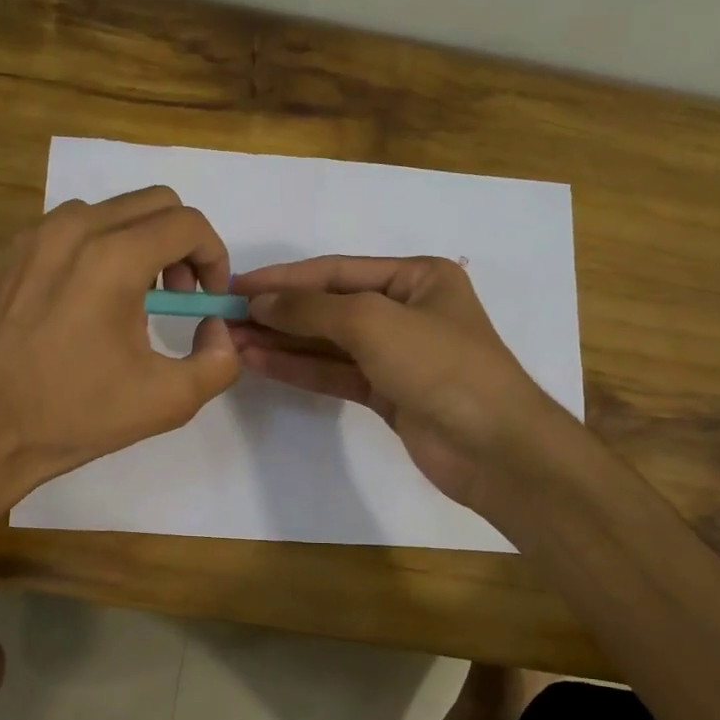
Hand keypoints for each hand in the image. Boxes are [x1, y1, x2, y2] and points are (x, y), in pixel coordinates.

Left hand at [0, 186, 239, 499]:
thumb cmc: (77, 414)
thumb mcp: (169, 400)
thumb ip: (220, 360)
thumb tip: (216, 326)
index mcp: (113, 257)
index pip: (187, 223)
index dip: (214, 257)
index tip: (208, 298)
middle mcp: (73, 228)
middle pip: (154, 203)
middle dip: (181, 245)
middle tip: (178, 298)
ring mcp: (35, 235)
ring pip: (112, 211)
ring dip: (140, 243)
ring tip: (134, 300)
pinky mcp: (10, 251)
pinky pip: (72, 228)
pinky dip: (98, 249)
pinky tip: (90, 301)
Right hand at [230, 256, 549, 511]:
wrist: (493, 447)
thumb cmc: (440, 366)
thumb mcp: (373, 322)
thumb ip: (312, 310)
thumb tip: (259, 302)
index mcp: (416, 278)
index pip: (336, 271)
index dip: (283, 278)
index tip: (236, 285)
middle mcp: (406, 310)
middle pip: (329, 307)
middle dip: (278, 312)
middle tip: (225, 318)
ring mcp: (396, 355)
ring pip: (328, 343)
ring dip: (281, 342)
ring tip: (232, 341)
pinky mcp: (387, 393)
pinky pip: (335, 373)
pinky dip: (299, 368)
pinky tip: (259, 363)